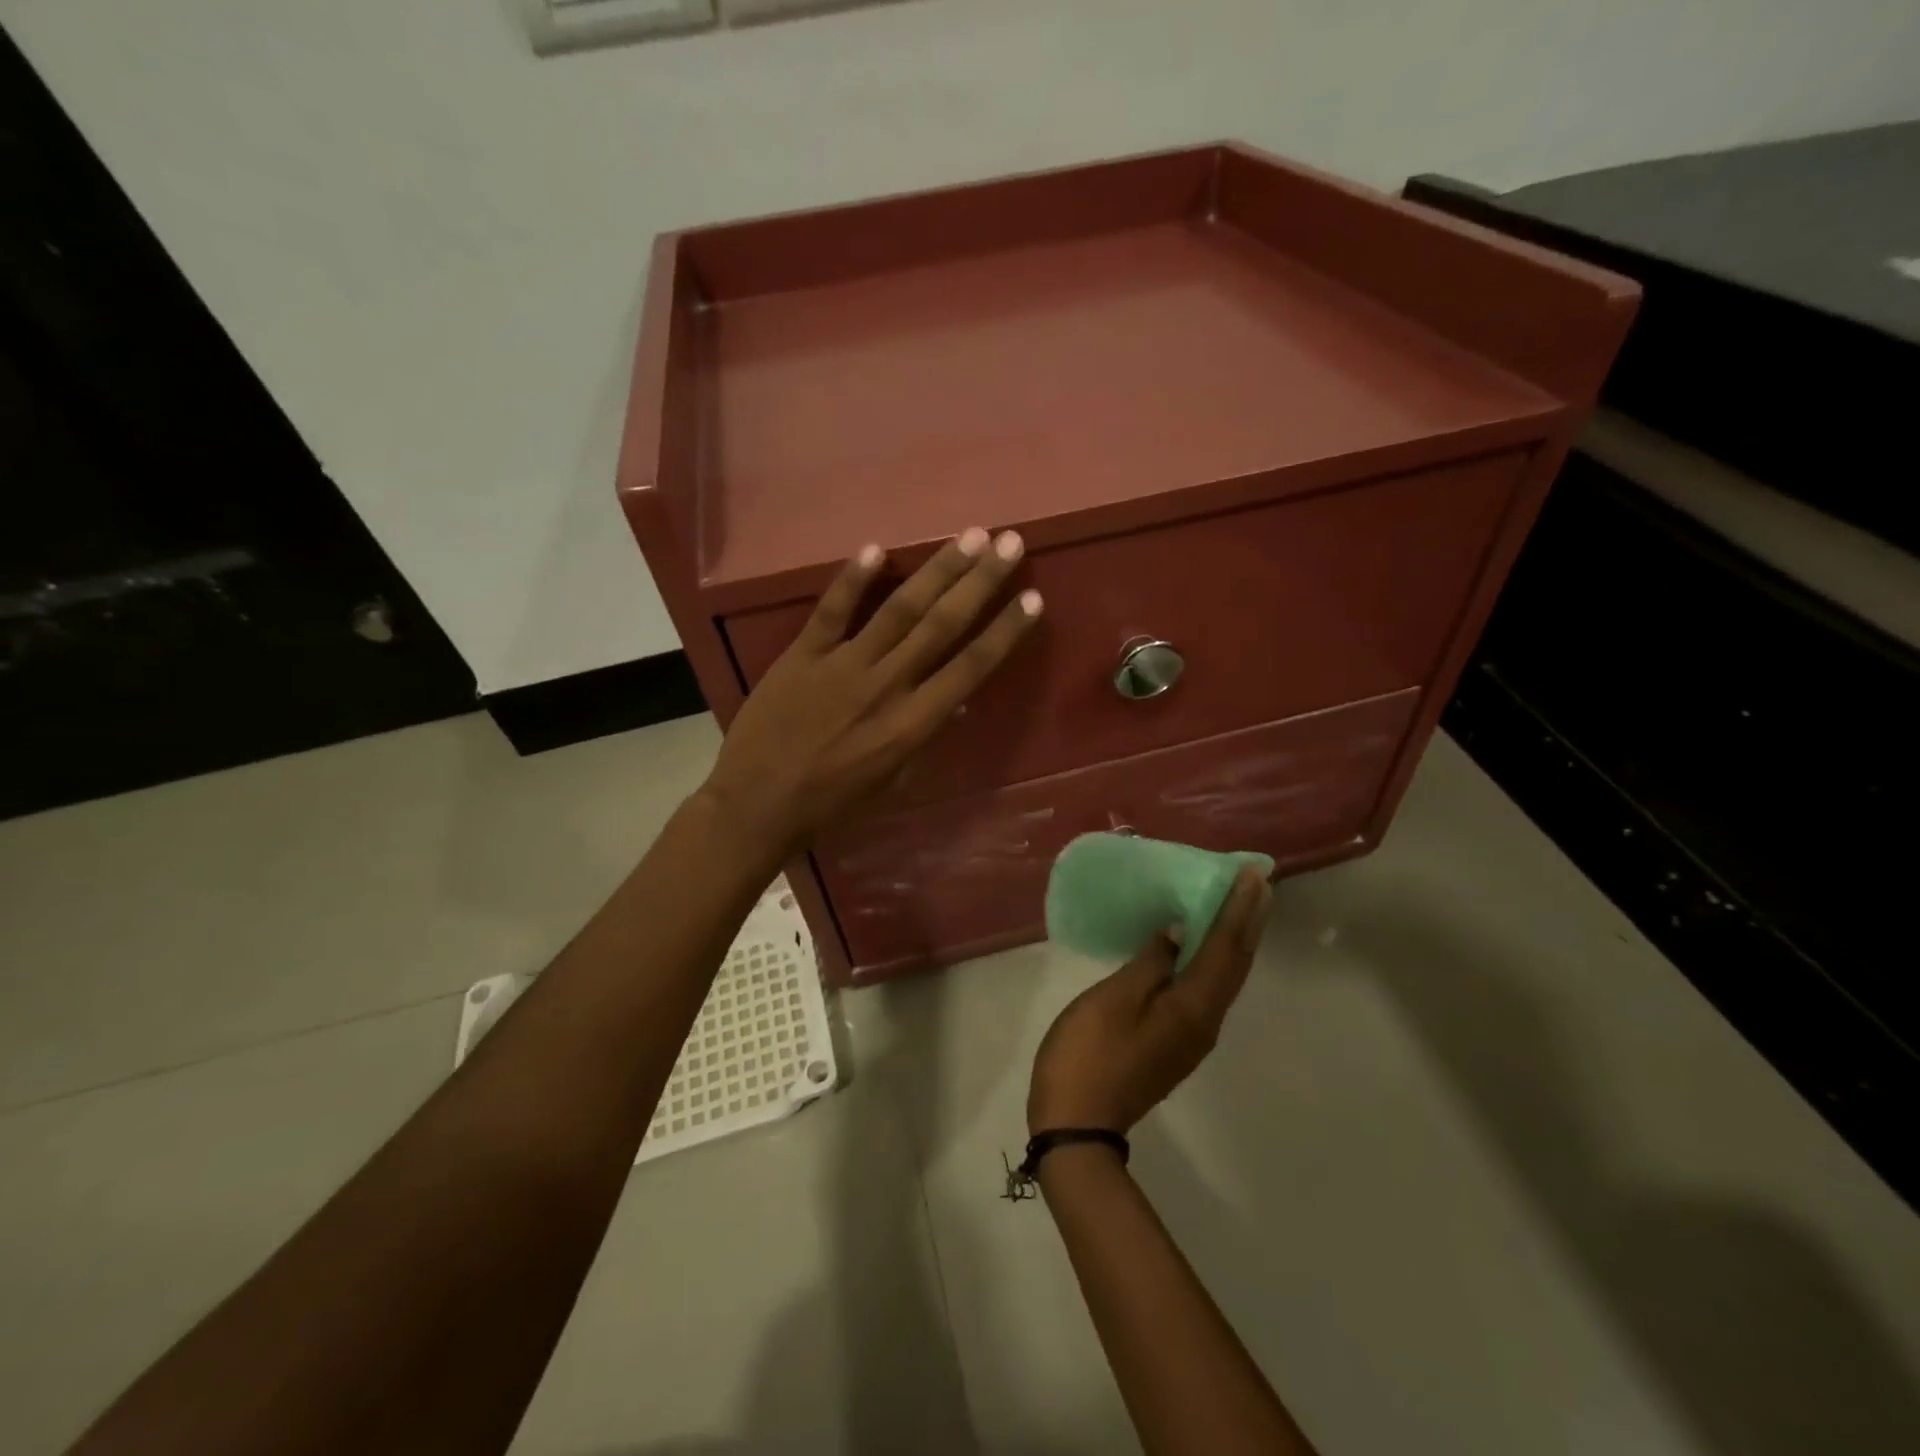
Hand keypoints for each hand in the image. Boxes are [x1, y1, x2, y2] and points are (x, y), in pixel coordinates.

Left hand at [701, 528, 1040, 857]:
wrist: (759, 803)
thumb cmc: (832, 802)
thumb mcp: (891, 780)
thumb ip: (922, 736)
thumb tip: (954, 700)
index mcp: (913, 724)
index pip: (970, 668)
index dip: (1004, 631)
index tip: (1032, 598)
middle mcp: (887, 685)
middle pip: (942, 625)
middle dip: (980, 582)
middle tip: (1009, 543)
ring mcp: (843, 665)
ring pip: (898, 609)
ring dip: (936, 570)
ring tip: (969, 537)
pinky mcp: (802, 655)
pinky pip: (831, 610)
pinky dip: (852, 579)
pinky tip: (876, 548)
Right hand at [1028, 868, 1271, 1135]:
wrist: (1078, 1125)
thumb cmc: (1089, 1053)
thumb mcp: (1114, 999)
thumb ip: (1151, 962)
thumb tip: (1179, 931)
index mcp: (1192, 1007)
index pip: (1224, 948)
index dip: (1238, 909)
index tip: (1254, 876)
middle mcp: (1204, 1022)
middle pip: (1234, 965)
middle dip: (1248, 922)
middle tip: (1258, 885)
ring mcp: (1191, 1036)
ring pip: (1224, 979)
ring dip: (1235, 940)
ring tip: (1238, 906)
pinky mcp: (1175, 1042)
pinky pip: (1206, 990)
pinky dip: (1214, 960)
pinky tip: (1200, 948)